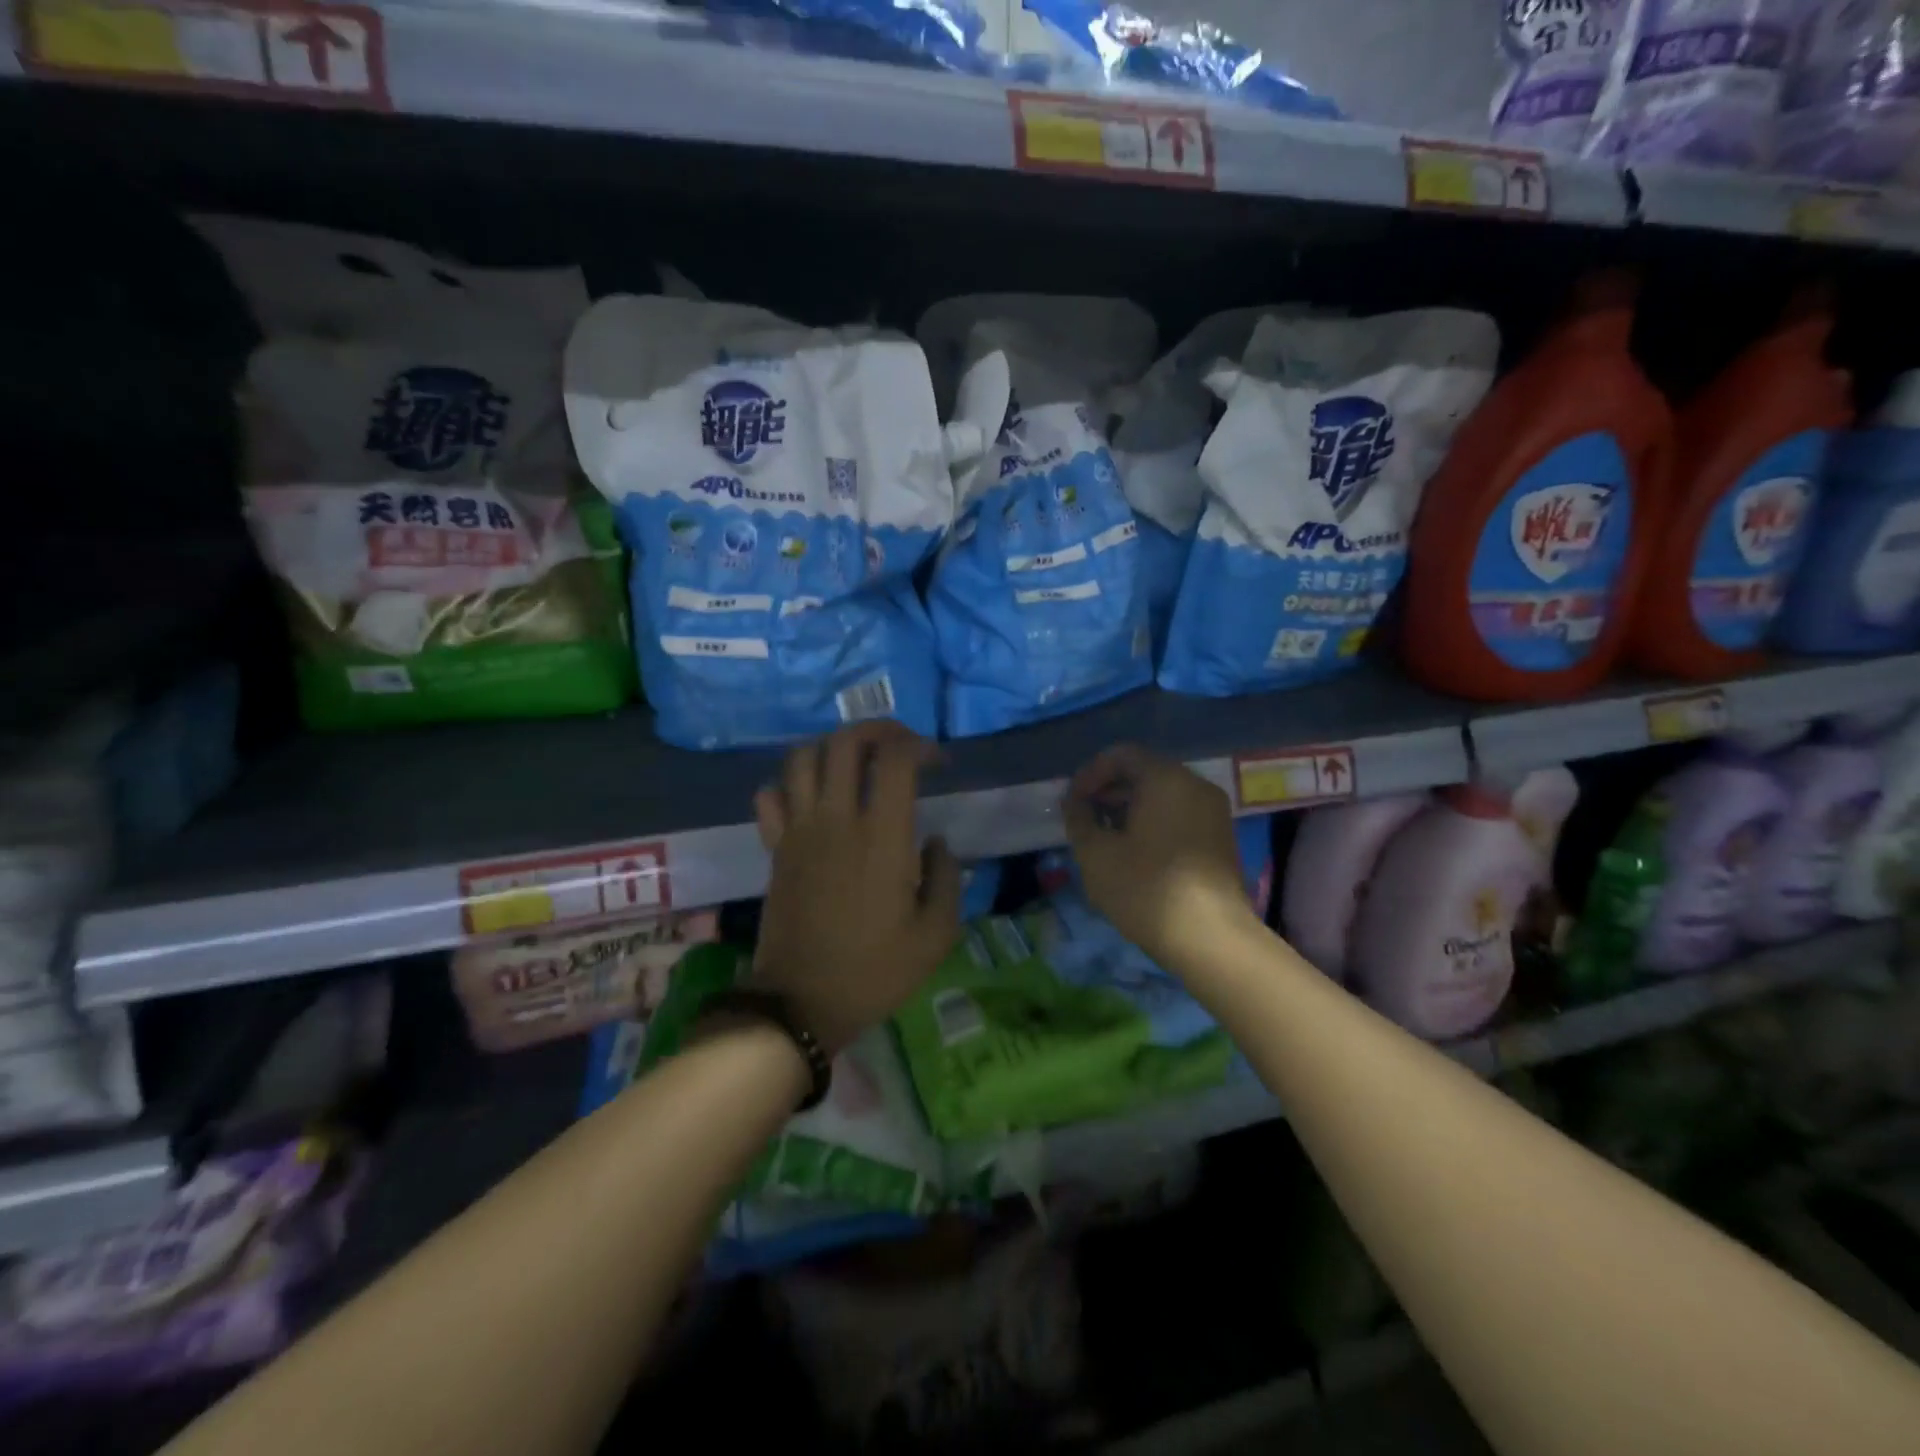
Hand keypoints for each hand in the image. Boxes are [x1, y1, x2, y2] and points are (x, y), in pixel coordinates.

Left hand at [750, 722, 960, 1055]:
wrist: (801, 1002)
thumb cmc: (875, 971)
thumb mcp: (936, 935)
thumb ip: (946, 878)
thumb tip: (936, 842)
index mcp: (883, 836)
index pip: (897, 758)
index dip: (920, 746)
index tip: (938, 762)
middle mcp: (837, 819)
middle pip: (846, 742)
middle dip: (878, 730)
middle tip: (899, 744)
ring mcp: (799, 831)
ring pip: (803, 758)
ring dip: (831, 747)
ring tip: (855, 762)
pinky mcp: (775, 848)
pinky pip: (770, 796)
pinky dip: (788, 784)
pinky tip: (810, 798)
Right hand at [1063, 744, 1255, 969]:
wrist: (1210, 938)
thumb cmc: (1146, 888)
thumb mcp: (1096, 853)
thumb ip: (1079, 819)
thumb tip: (1075, 803)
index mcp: (1166, 779)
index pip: (1122, 755)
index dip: (1090, 774)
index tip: (1072, 803)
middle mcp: (1195, 785)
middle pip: (1144, 773)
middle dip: (1109, 792)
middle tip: (1084, 820)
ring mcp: (1214, 812)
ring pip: (1163, 796)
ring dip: (1129, 810)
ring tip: (1105, 840)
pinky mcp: (1221, 839)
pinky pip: (1180, 815)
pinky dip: (1153, 823)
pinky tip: (1134, 854)